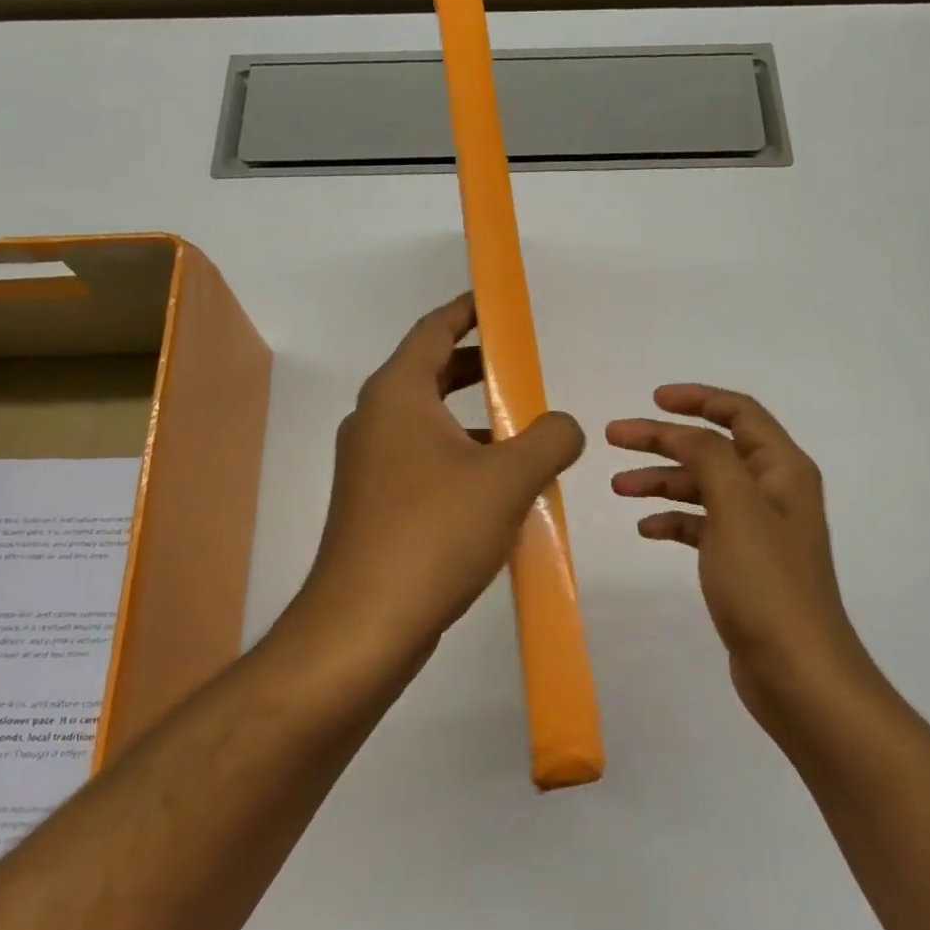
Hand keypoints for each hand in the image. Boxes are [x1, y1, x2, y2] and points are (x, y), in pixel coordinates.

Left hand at [299, 293, 585, 670]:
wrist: (365, 625)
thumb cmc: (434, 533)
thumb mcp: (508, 478)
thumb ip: (550, 438)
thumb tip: (565, 426)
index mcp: (397, 395)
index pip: (434, 330)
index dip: (469, 311)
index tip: (500, 304)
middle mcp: (375, 421)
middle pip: (430, 373)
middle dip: (478, 366)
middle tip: (523, 368)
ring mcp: (370, 466)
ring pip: (429, 422)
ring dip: (474, 419)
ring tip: (524, 432)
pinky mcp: (375, 505)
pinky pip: (424, 462)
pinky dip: (460, 458)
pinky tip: (499, 489)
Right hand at [607, 385, 875, 736]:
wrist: (797, 672)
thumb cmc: (767, 584)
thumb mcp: (736, 508)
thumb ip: (709, 457)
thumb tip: (682, 432)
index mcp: (782, 470)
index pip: (740, 413)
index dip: (697, 399)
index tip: (652, 400)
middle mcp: (773, 492)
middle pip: (713, 448)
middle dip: (664, 439)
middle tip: (614, 438)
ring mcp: (758, 529)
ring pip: (703, 487)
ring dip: (662, 481)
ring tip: (618, 487)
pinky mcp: (742, 563)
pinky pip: (702, 526)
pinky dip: (674, 520)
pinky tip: (646, 528)